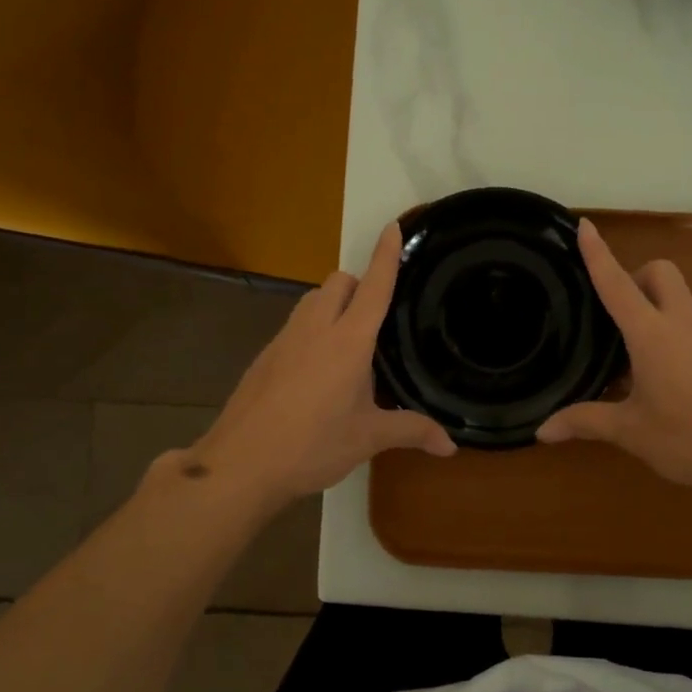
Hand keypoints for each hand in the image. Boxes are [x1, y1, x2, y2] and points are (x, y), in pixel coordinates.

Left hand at [177, 224, 455, 511]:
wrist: (240, 464)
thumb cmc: (312, 445)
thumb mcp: (367, 438)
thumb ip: (411, 431)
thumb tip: (451, 446)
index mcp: (348, 341)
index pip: (373, 286)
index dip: (386, 256)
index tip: (392, 227)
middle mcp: (315, 329)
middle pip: (338, 282)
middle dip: (359, 284)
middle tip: (376, 317)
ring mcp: (285, 340)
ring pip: (312, 299)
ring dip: (333, 303)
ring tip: (348, 343)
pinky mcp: (265, 356)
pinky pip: (295, 325)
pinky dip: (312, 329)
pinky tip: (317, 371)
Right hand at [537, 219, 691, 501]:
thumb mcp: (633, 433)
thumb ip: (587, 423)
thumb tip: (542, 431)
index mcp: (653, 336)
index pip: (617, 284)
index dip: (598, 253)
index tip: (585, 225)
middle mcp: (685, 325)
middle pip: (661, 273)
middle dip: (637, 275)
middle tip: (618, 316)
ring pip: (682, 306)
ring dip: (658, 319)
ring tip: (642, 372)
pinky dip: (680, 345)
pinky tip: (678, 390)